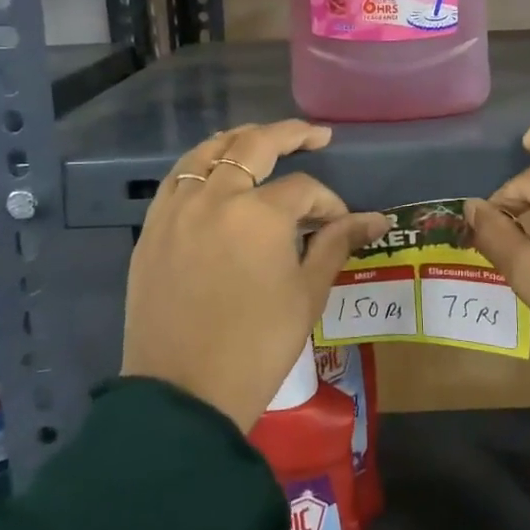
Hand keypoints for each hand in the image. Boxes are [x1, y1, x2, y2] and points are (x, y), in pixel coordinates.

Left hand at [122, 121, 386, 432]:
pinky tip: (215, 170)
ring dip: (240, 139)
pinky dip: (200, 163)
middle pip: (253, 144)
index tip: (339, 223)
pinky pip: (177, 178)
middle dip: (291, 134)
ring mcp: (177, 209)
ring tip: (263, 139)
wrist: (183, 395)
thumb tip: (376, 219)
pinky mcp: (152, 228)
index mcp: (259, 214)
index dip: (329, 202)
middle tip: (315, 135)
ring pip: (208, 151)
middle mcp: (215, 197)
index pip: (304, 189)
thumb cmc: (257, 347)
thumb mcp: (307, 294)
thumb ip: (336, 244)